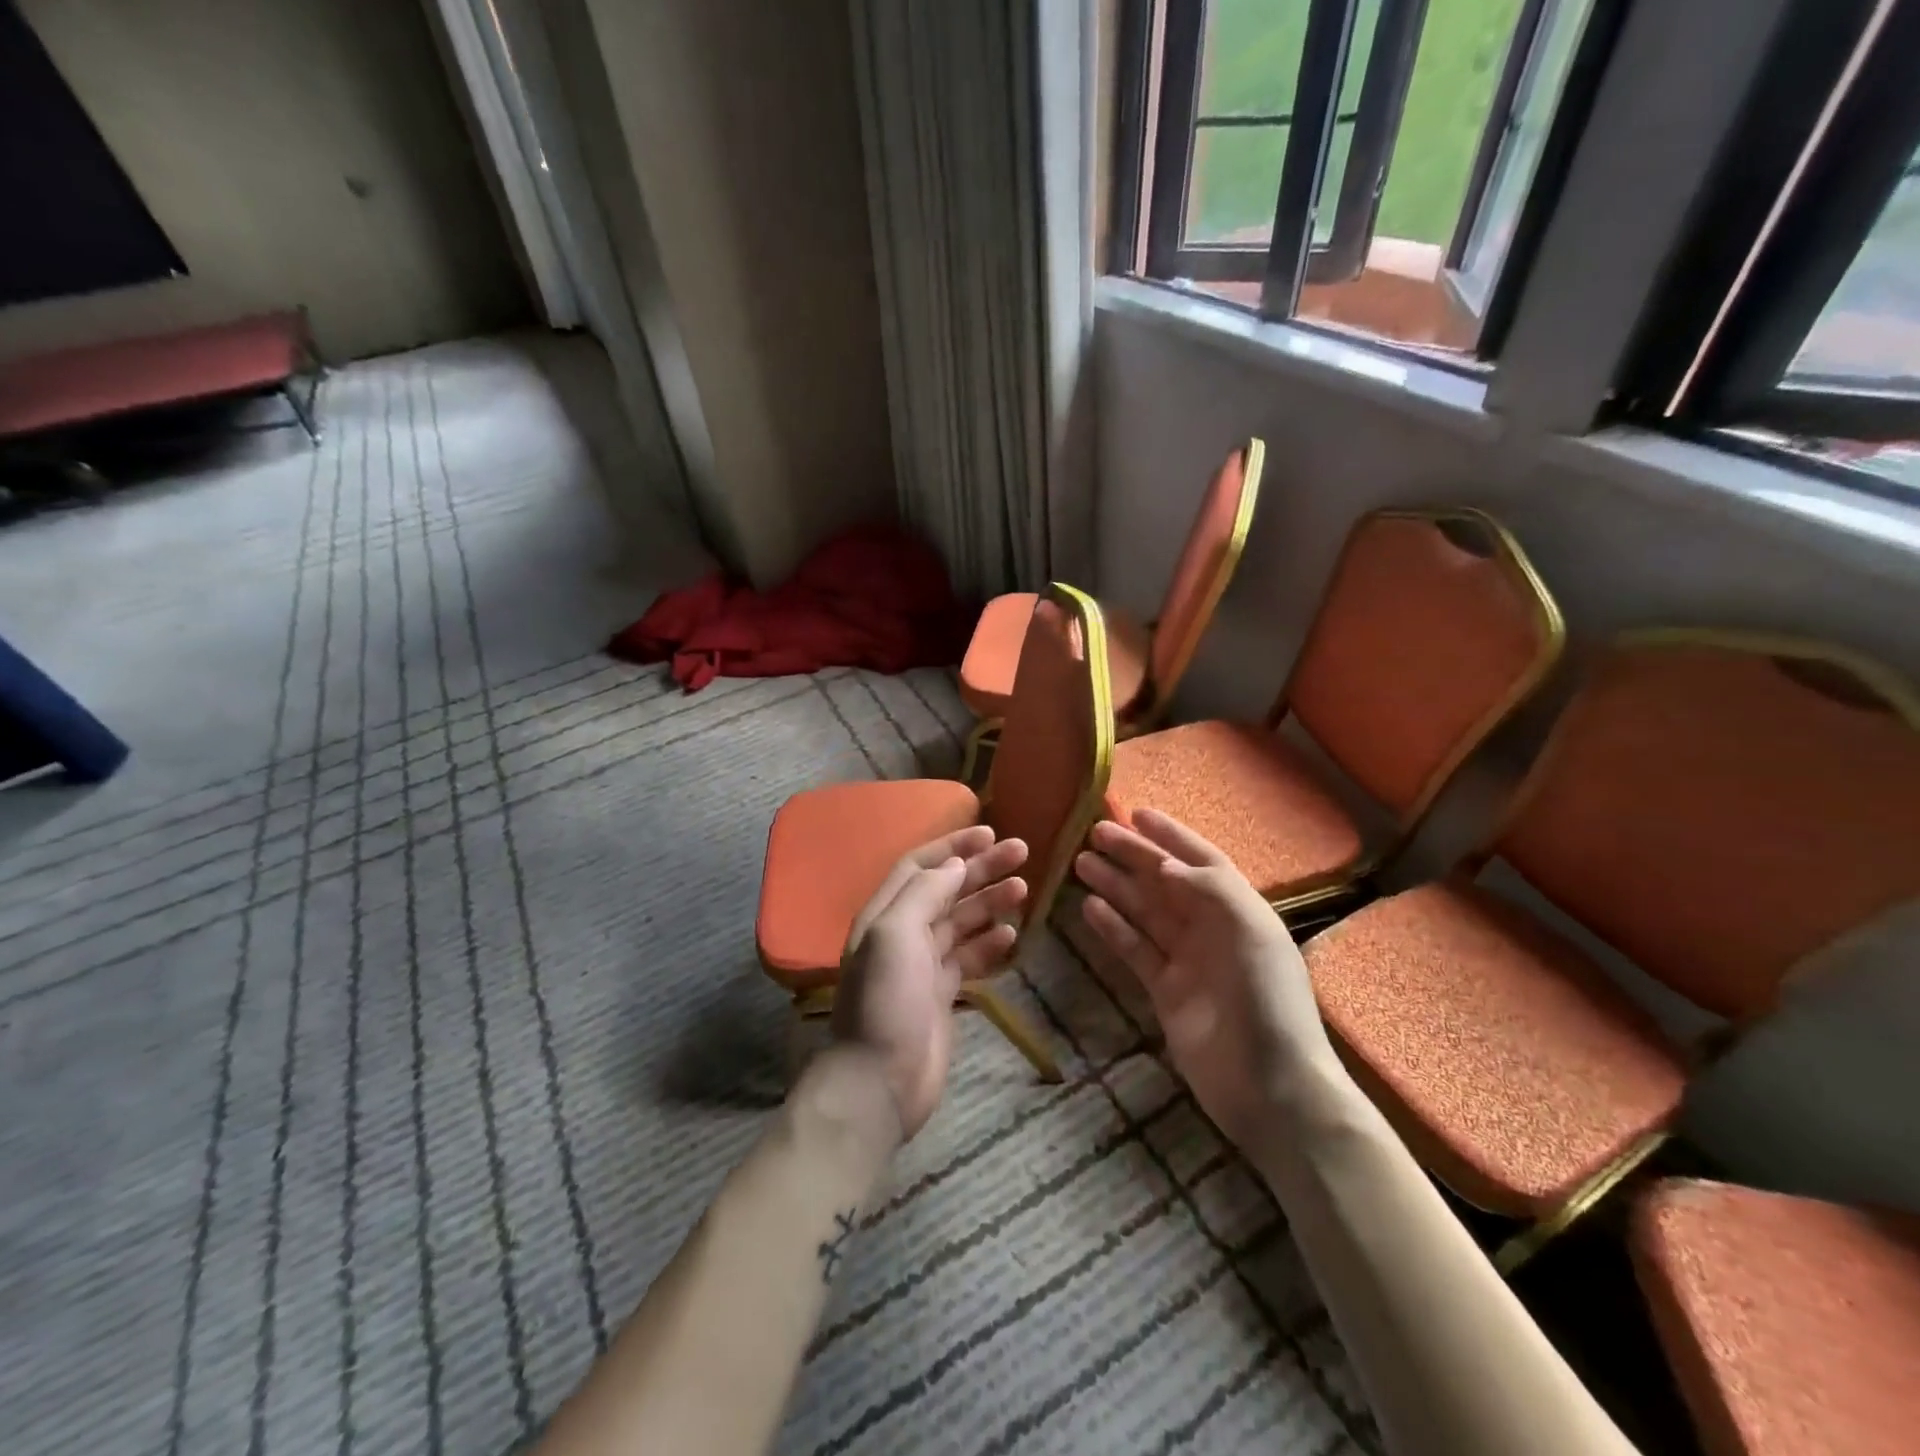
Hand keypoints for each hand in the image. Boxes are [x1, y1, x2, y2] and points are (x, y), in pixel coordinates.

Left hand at [833, 827, 1028, 1137]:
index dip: (953, 846)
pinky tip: (1011, 938)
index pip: (920, 866)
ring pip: (962, 922)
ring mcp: (923, 966)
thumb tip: (955, 865)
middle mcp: (902, 933)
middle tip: (1022, 853)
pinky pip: (969, 958)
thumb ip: (924, 893)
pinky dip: (990, 945)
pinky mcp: (941, 994)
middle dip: (982, 870)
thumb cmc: (887, 1000)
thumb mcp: (895, 934)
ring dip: (990, 903)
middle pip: (946, 890)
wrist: (880, 1081)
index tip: (990, 833)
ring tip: (1024, 891)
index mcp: (885, 913)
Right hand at [1074, 810, 1340, 1151]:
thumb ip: (1209, 890)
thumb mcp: (1250, 933)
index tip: (1136, 813)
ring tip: (1081, 864)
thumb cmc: (1266, 1001)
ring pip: (1145, 912)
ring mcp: (1187, 960)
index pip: (1200, 860)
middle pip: (1165, 882)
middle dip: (1132, 856)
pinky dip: (1113, 928)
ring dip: (1116, 886)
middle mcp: (1212, 928)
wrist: (1271, 1088)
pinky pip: (1135, 949)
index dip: (1170, 835)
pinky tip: (1090, 908)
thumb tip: (1165, 865)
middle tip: (1094, 834)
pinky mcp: (1166, 991)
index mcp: (1238, 910)